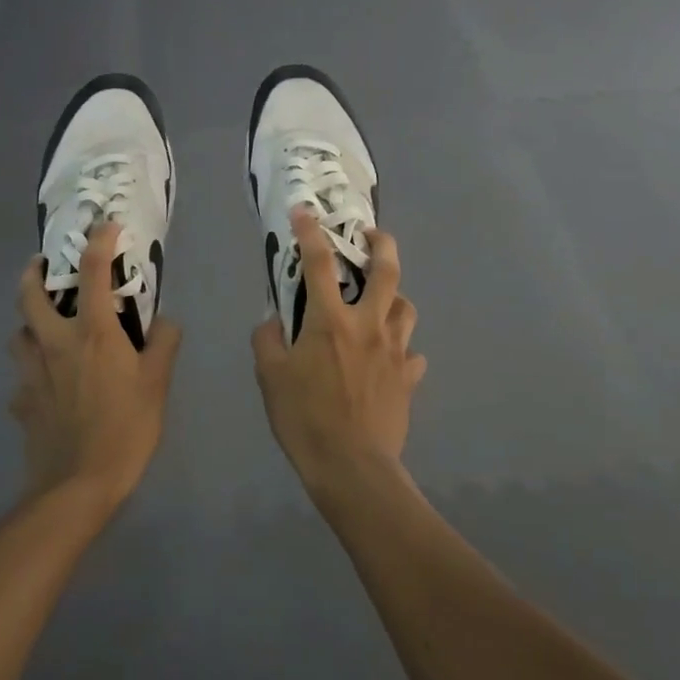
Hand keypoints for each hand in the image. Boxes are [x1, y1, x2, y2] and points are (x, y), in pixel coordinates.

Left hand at [12, 222, 181, 511]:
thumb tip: (166, 321)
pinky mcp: (21, 403)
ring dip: (28, 322)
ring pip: (18, 334)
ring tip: (44, 325)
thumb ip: (164, 345)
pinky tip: (45, 384)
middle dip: (32, 272)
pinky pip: (21, 377)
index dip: (99, 242)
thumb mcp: (157, 385)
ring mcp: (32, 374)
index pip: (92, 273)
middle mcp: (55, 343)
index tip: (105, 226)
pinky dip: (31, 371)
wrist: (76, 486)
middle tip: (43, 265)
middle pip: (29, 295)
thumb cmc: (125, 429)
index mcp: (92, 333)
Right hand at [252, 209, 424, 503]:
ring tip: (380, 302)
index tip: (304, 210)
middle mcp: (368, 324)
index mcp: (331, 320)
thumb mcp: (270, 378)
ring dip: (393, 297)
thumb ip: (268, 340)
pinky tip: (390, 359)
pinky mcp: (409, 377)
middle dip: (381, 243)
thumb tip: (273, 321)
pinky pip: (411, 354)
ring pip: (406, 307)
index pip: (319, 263)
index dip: (310, 231)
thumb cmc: (306, 419)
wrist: (353, 468)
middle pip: (386, 271)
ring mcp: (395, 350)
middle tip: (371, 235)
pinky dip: (401, 349)